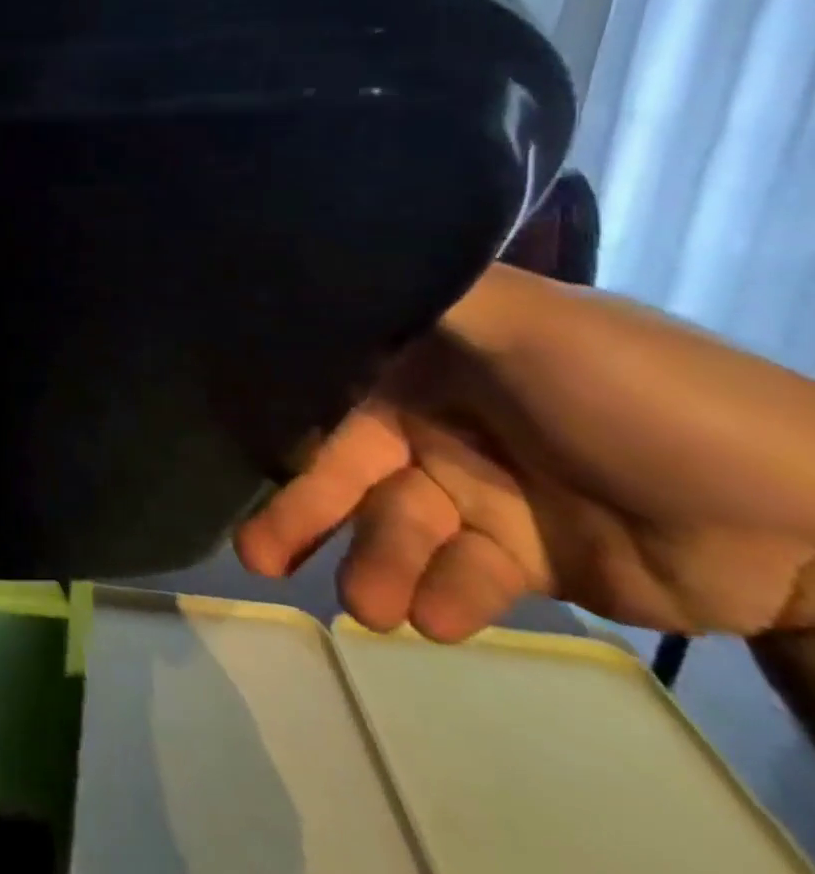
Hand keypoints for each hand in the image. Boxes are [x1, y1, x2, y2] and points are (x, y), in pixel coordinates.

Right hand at [236, 264, 814, 640]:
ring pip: (399, 527)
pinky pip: (464, 575)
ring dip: (379, 567)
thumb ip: (424, 293)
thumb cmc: (644, 398)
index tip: (230, 448)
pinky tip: (442, 621)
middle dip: (304, 511)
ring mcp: (476, 489)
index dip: (282, 415)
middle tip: (256, 558)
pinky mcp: (519, 556)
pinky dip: (449, 598)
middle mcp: (436, 419)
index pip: (331, 383)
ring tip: (374, 612)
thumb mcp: (531, 322)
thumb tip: (317, 252)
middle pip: (349, 466)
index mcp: (427, 359)